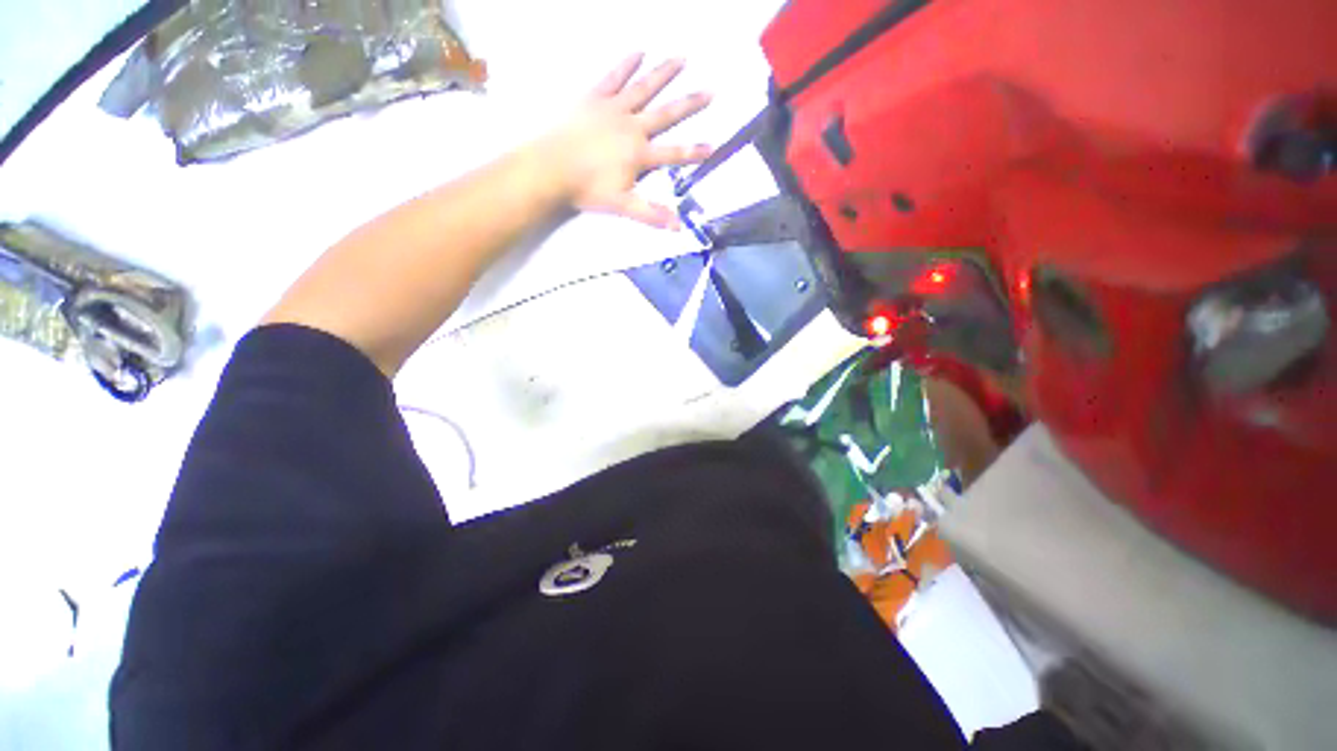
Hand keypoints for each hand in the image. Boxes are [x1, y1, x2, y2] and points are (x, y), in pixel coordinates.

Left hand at [538, 54, 713, 229]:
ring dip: (664, 73)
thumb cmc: (587, 189)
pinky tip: (639, 52)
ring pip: (644, 88)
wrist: (551, 168)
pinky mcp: (595, 98)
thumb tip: (678, 227)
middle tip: (710, 91)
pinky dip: (627, 64)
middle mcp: (632, 126)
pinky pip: (614, 78)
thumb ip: (651, 214)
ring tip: (682, 58)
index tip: (713, 146)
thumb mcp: (623, 206)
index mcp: (639, 154)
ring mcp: (614, 109)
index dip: (694, 153)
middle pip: (666, 114)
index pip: (673, 154)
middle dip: (690, 104)